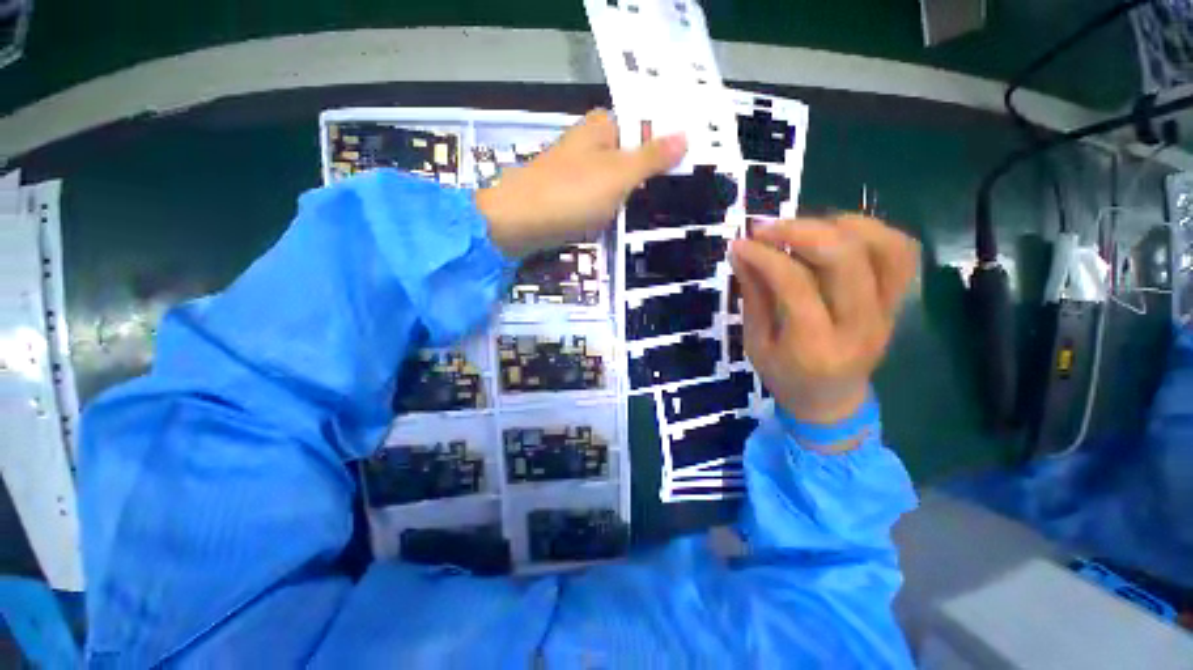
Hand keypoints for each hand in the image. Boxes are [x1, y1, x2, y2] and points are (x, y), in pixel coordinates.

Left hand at [476, 110, 686, 256]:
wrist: (518, 224)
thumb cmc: (570, 194)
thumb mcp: (618, 174)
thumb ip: (651, 157)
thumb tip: (685, 135)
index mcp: (602, 128)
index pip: (645, 127)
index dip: (666, 145)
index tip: (691, 166)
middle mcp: (589, 146)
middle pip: (631, 156)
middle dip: (653, 175)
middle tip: (682, 195)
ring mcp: (578, 174)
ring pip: (616, 182)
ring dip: (634, 196)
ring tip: (664, 212)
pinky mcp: (570, 199)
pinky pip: (601, 201)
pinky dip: (615, 210)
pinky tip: (630, 223)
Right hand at [730, 215, 918, 429]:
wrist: (832, 402)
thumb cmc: (785, 377)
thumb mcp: (755, 344)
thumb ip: (752, 296)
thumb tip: (741, 251)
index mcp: (814, 346)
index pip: (795, 284)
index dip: (765, 256)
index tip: (740, 243)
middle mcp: (860, 326)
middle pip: (845, 258)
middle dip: (801, 231)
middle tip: (767, 228)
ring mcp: (887, 312)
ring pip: (883, 246)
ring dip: (839, 225)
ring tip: (803, 228)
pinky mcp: (898, 302)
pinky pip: (901, 253)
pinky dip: (872, 231)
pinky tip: (837, 234)